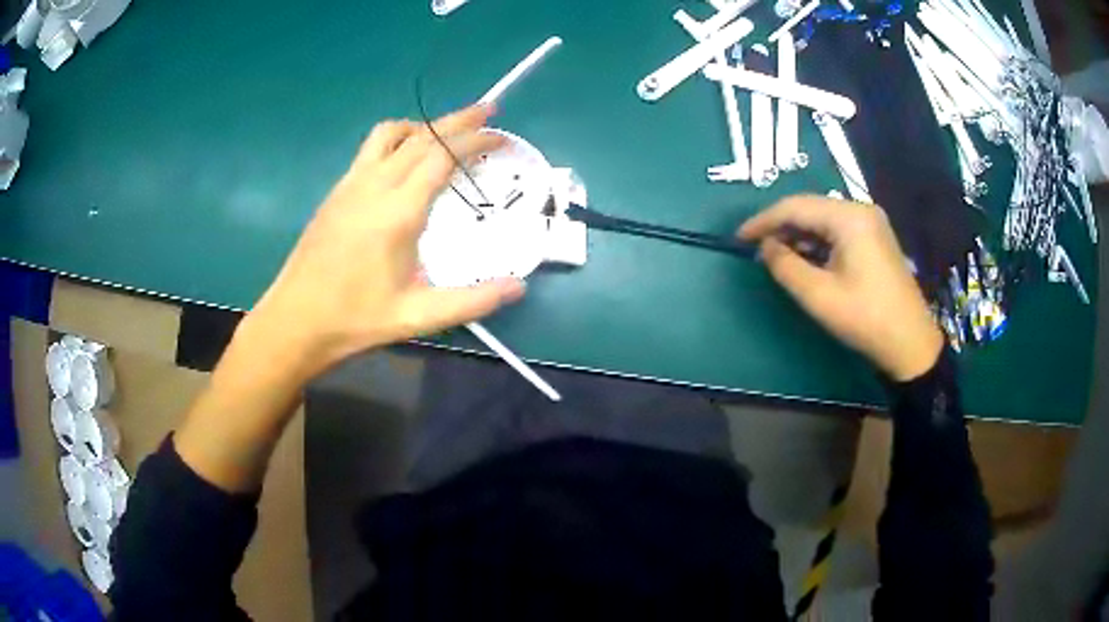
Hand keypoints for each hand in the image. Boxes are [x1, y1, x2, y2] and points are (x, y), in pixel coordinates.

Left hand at [245, 105, 524, 378]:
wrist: (296, 320)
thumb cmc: (356, 319)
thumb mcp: (418, 317)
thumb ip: (472, 302)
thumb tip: (519, 286)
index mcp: (397, 211)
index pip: (442, 156)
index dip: (475, 141)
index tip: (501, 136)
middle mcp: (374, 186)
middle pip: (421, 136)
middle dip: (458, 121)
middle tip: (488, 111)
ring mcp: (350, 184)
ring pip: (391, 134)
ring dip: (424, 125)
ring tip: (446, 133)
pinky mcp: (337, 191)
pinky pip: (371, 148)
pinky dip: (398, 138)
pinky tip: (404, 159)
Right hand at [739, 195, 943, 381]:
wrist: (910, 343)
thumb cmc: (865, 318)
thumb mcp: (818, 295)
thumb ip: (785, 266)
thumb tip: (765, 247)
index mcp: (849, 217)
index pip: (796, 207)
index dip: (763, 220)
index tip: (738, 238)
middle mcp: (861, 210)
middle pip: (810, 208)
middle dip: (780, 226)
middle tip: (756, 248)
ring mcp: (871, 223)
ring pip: (823, 219)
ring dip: (798, 235)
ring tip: (776, 256)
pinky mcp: (875, 238)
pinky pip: (837, 230)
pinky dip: (817, 242)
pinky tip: (804, 258)